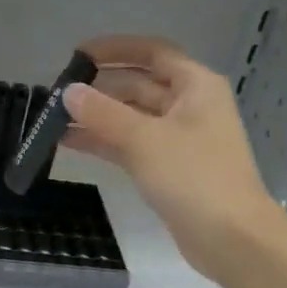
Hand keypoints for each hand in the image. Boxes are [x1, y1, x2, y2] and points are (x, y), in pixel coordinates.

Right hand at [62, 36, 282, 284]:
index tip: (78, 54)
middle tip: (58, 93)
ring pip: (131, 117)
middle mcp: (189, 106)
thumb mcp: (144, 139)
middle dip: (100, 87)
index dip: (115, 49)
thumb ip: (102, 113)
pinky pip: (131, 144)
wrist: (232, 239)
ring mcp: (179, 139)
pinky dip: (104, 141)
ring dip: (97, 117)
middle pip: (139, 84)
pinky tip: (70, 142)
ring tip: (55, 120)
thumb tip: (68, 91)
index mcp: (195, 86)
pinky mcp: (169, 168)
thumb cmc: (194, 177)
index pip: (152, 52)